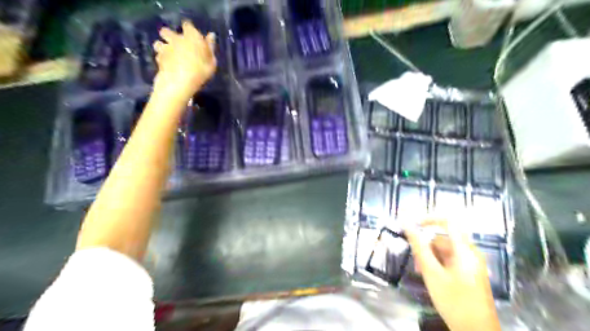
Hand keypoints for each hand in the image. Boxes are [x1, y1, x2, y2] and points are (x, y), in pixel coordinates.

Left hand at [152, 21, 215, 100]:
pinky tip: (166, 64)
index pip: (187, 25)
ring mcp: (165, 48)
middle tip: (176, 44)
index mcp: (191, 36)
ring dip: (162, 46)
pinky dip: (161, 58)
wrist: (180, 82)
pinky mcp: (158, 58)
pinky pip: (158, 55)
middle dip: (169, 35)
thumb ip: (210, 47)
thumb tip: (211, 35)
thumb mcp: (211, 61)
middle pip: (166, 31)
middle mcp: (176, 38)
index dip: (189, 29)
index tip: (193, 36)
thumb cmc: (200, 71)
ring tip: (168, 54)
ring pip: (158, 43)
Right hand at [406, 220, 502, 330]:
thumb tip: (407, 225)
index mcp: (465, 250)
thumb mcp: (432, 273)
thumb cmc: (454, 300)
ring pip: (446, 251)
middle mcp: (471, 253)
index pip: (448, 222)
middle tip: (415, 261)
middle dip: (427, 246)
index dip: (429, 220)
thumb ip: (419, 247)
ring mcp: (472, 264)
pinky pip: (451, 261)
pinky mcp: (470, 274)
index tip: (413, 226)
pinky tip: (432, 277)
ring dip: (431, 257)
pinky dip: (439, 264)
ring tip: (421, 272)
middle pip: (444, 239)